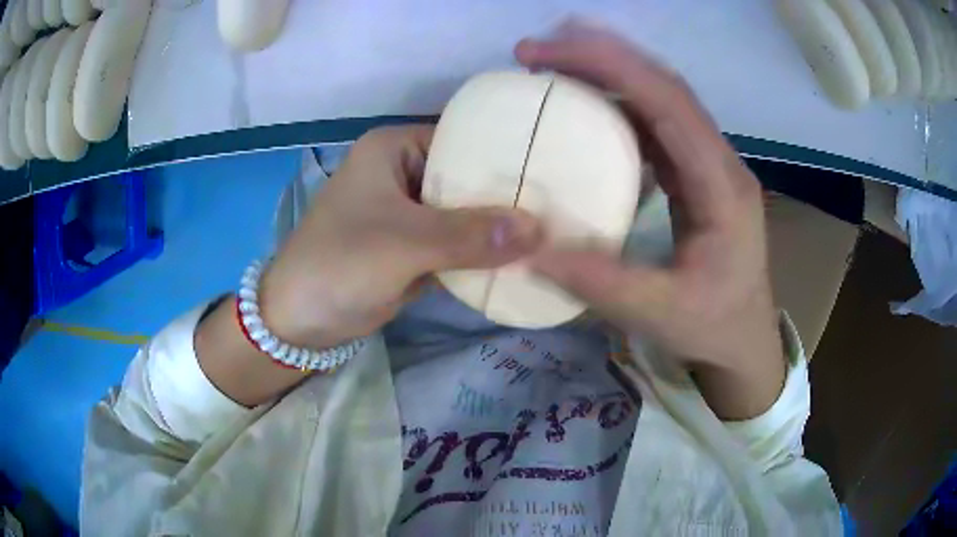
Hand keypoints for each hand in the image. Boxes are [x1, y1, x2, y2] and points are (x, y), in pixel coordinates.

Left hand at [260, 126, 542, 349]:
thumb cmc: (338, 266)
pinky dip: (483, 252)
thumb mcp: (403, 245)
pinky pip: (458, 242)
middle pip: (469, 178)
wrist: (298, 323)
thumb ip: (469, 236)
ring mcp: (410, 212)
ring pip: (467, 213)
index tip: (554, 175)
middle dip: (508, 198)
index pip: (466, 140)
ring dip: (498, 228)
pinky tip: (521, 257)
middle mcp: (405, 172)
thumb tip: (539, 229)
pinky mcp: (414, 247)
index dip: (509, 156)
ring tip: (552, 231)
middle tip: (560, 208)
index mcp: (394, 149)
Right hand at [517, 24, 784, 418]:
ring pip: (659, 97)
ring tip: (551, 64)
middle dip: (601, 55)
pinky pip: (655, 123)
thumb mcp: (660, 314)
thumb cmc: (714, 327)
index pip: (669, 102)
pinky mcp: (694, 173)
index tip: (547, 52)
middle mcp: (718, 160)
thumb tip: (529, 247)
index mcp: (722, 186)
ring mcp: (707, 163)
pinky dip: (615, 102)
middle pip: (664, 85)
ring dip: (607, 71)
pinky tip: (582, 105)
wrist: (744, 338)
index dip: (610, 65)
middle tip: (536, 50)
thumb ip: (599, 283)